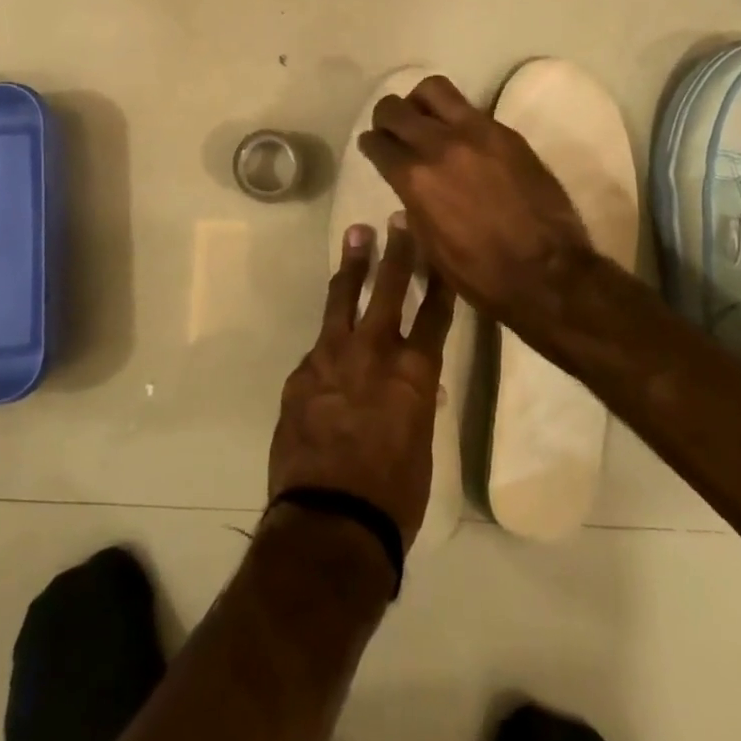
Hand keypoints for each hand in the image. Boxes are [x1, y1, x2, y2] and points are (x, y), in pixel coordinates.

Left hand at [268, 218, 452, 550]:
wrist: (330, 520)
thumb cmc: (393, 495)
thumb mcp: (420, 446)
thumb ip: (415, 404)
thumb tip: (416, 387)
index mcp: (414, 372)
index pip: (434, 313)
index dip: (439, 279)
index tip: (439, 247)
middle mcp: (374, 352)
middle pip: (388, 289)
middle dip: (397, 251)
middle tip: (397, 220)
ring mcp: (331, 357)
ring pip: (344, 300)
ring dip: (353, 267)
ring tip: (356, 235)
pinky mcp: (301, 372)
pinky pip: (319, 345)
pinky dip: (329, 337)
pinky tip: (331, 337)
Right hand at [357, 75, 597, 324]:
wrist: (548, 273)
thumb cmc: (481, 274)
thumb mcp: (430, 247)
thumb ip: (413, 206)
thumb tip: (408, 187)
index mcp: (415, 178)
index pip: (377, 143)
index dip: (370, 144)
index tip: (373, 147)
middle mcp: (439, 146)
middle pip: (395, 108)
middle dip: (386, 117)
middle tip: (392, 129)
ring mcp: (476, 133)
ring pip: (433, 90)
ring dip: (420, 102)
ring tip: (426, 119)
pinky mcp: (507, 134)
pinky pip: (471, 109)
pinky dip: (457, 117)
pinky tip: (463, 138)